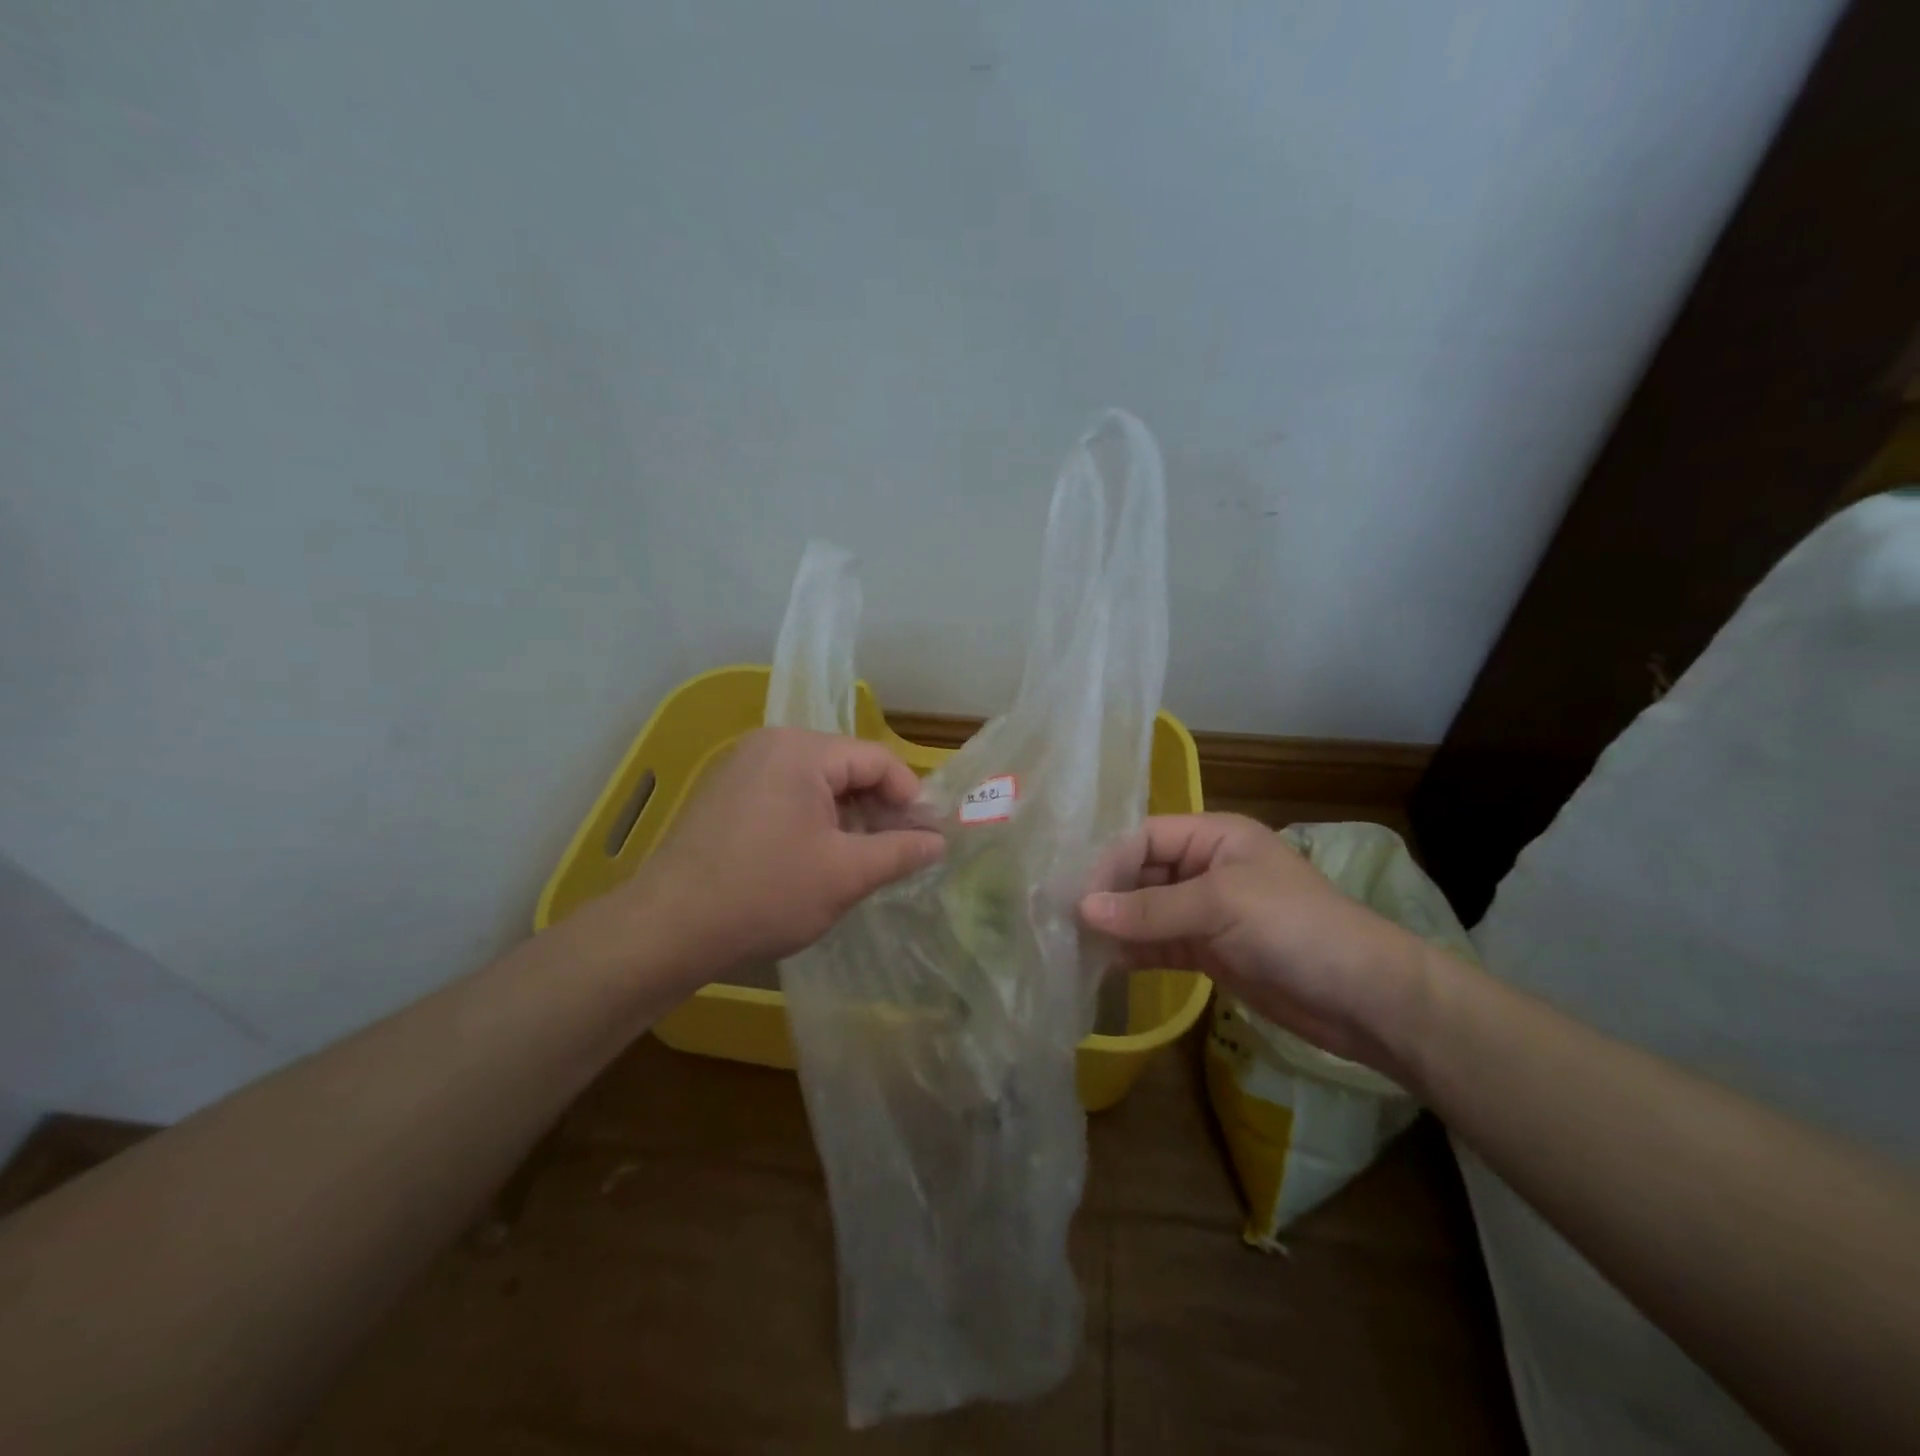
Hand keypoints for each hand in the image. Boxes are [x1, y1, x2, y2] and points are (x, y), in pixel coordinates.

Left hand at [622, 728, 944, 980]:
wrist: (667, 930)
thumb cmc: (765, 894)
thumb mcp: (846, 874)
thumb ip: (900, 851)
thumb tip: (939, 841)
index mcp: (800, 750)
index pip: (876, 760)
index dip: (910, 797)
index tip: (927, 837)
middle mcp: (769, 745)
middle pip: (846, 768)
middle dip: (878, 809)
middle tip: (899, 852)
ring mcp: (742, 769)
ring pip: (817, 785)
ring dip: (848, 818)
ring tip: (862, 861)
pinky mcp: (726, 797)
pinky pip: (787, 797)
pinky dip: (814, 822)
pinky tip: (818, 860)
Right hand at [1079, 813, 1428, 1072]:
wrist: (1365, 998)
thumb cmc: (1295, 928)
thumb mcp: (1221, 905)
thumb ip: (1151, 909)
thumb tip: (1083, 909)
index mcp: (1215, 837)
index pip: (1145, 837)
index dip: (1110, 862)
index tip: (1079, 896)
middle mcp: (1206, 868)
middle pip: (1141, 873)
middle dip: (1108, 895)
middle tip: (1066, 920)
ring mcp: (1207, 912)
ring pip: (1147, 911)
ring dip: (1116, 926)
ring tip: (1075, 943)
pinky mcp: (1209, 951)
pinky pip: (1159, 944)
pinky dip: (1134, 952)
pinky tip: (1104, 963)